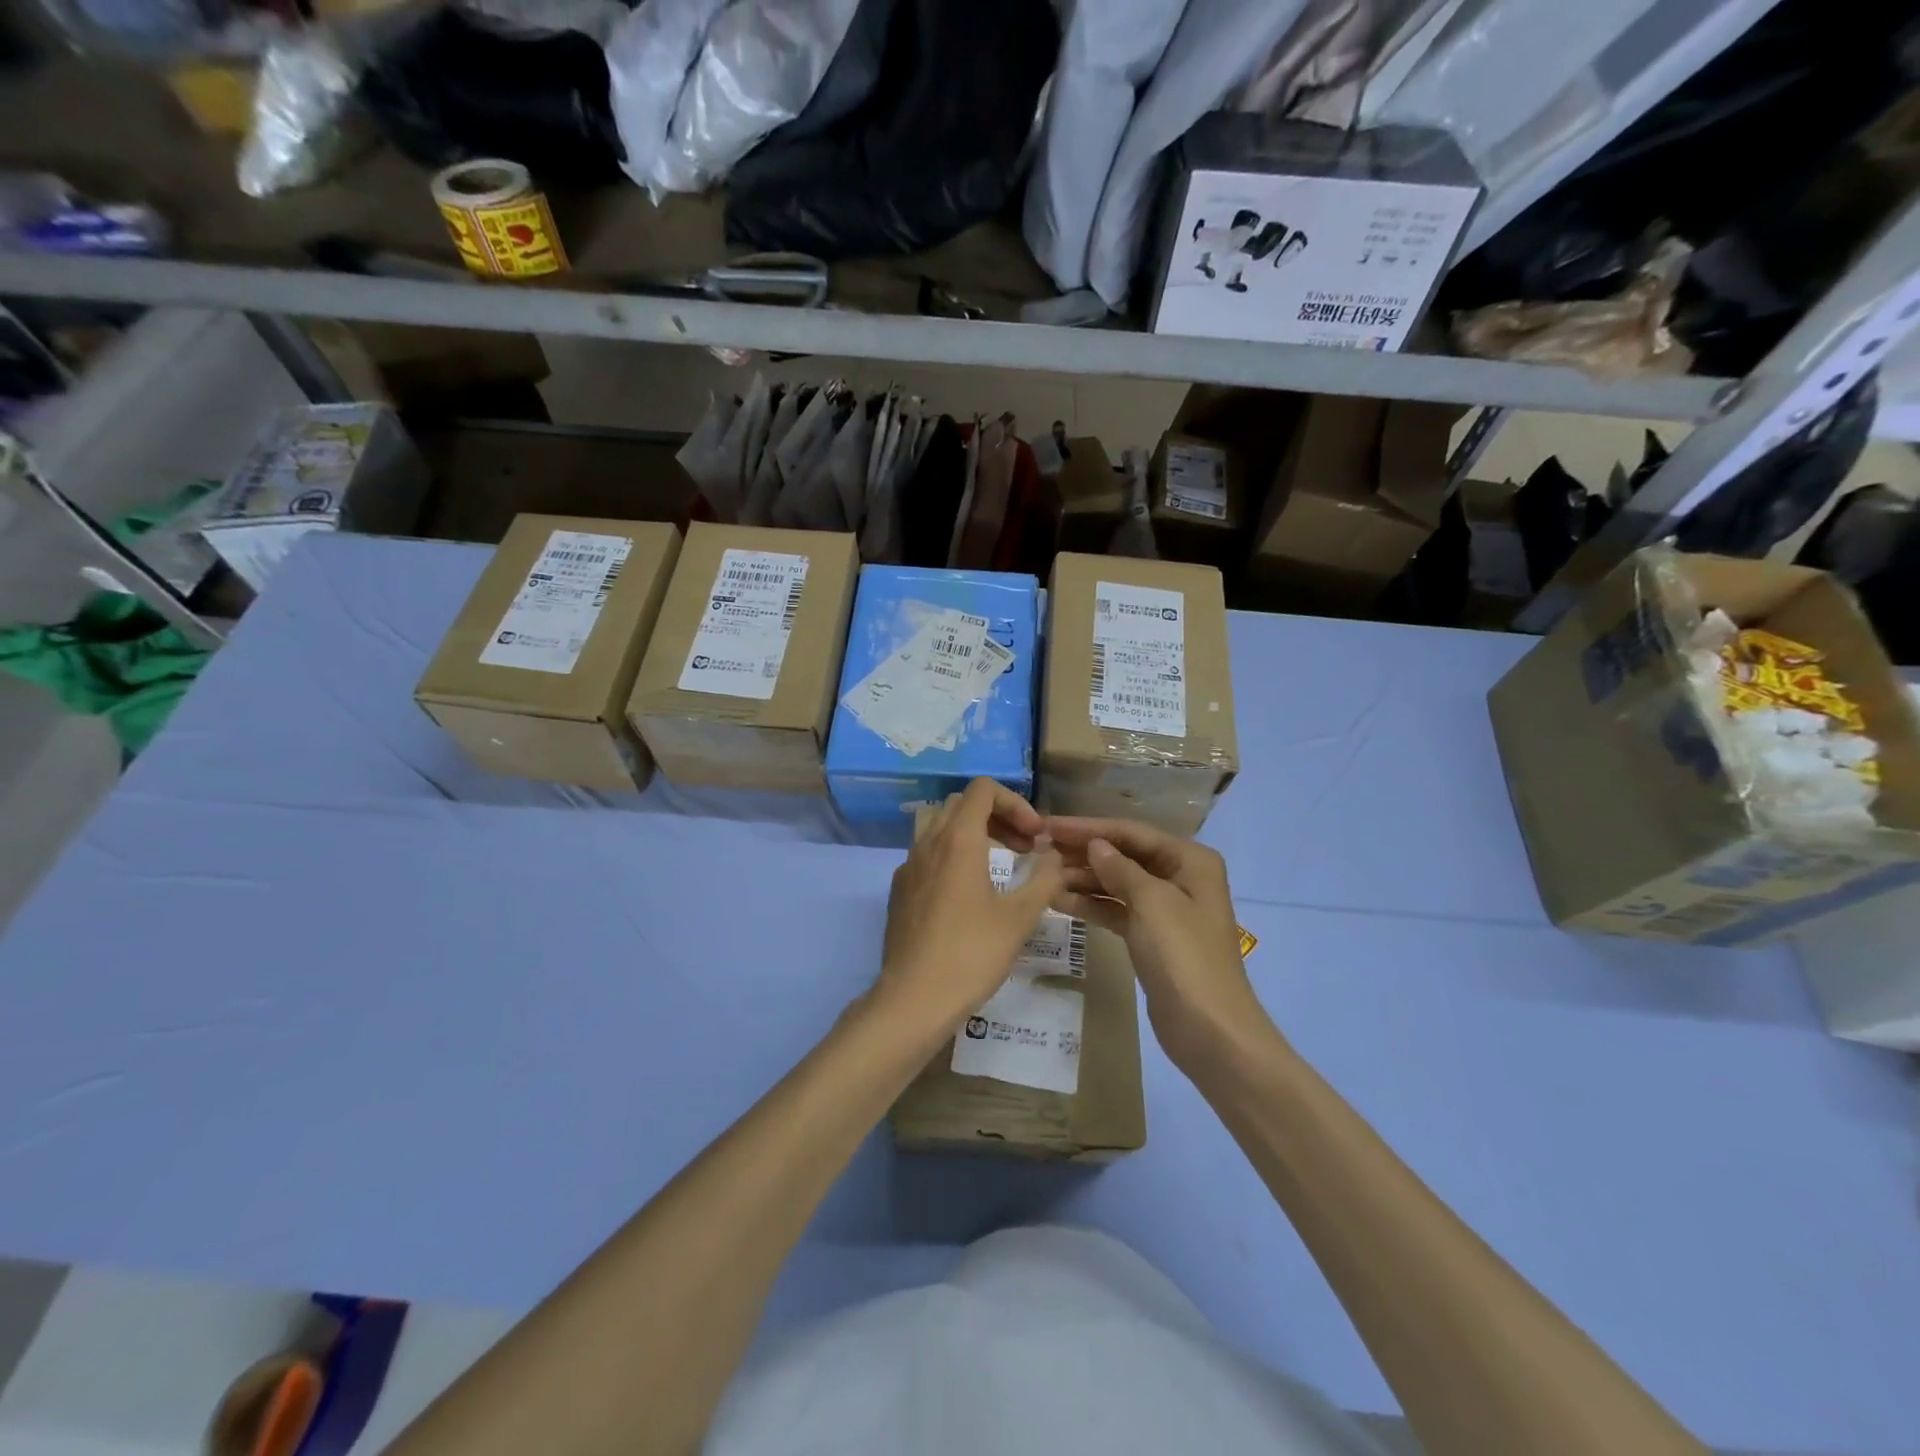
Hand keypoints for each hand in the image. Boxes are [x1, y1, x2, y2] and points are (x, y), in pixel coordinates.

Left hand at [878, 779, 1064, 1035]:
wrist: (913, 998)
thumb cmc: (971, 953)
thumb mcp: (1019, 917)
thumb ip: (1044, 879)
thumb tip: (1052, 857)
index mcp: (957, 840)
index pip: (983, 789)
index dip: (1015, 802)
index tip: (1034, 836)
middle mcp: (928, 843)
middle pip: (962, 805)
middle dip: (998, 817)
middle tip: (1024, 847)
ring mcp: (908, 867)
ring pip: (942, 829)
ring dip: (975, 836)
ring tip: (1001, 868)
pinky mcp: (899, 891)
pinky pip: (928, 857)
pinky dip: (953, 858)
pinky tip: (969, 895)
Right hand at [1046, 818, 1274, 1068]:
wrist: (1209, 1029)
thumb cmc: (1184, 955)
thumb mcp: (1151, 902)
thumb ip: (1119, 868)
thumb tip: (1095, 845)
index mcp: (1190, 860)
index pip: (1131, 833)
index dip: (1089, 828)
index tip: (1049, 825)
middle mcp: (1180, 876)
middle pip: (1124, 855)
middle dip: (1084, 852)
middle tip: (1039, 848)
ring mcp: (1165, 908)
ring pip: (1117, 883)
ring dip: (1083, 879)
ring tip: (1042, 875)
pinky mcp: (1151, 936)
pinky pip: (1116, 910)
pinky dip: (1091, 905)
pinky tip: (1058, 901)